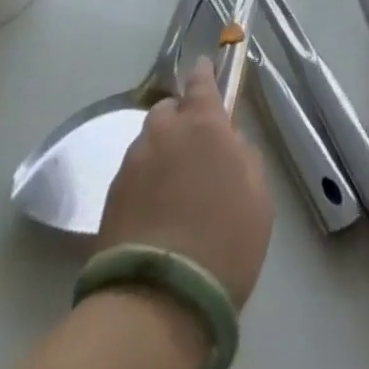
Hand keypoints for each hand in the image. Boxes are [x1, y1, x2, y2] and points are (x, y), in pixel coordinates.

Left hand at [97, 57, 274, 306]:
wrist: (159, 300)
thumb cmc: (224, 242)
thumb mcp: (258, 198)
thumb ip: (244, 158)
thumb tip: (230, 144)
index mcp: (204, 124)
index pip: (201, 83)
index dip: (204, 74)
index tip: (204, 67)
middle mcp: (164, 132)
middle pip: (168, 111)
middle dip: (179, 120)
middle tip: (193, 149)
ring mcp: (133, 163)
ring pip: (148, 143)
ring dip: (160, 152)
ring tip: (172, 187)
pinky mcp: (110, 196)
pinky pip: (133, 174)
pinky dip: (144, 182)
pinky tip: (154, 211)